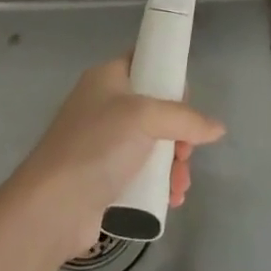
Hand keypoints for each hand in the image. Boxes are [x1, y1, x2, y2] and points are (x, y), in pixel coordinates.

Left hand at [11, 56, 225, 259]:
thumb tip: (217, 128)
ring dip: (174, 164)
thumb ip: (186, 118)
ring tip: (179, 185)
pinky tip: (171, 199)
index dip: (170, 78)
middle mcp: (104, 105)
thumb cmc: (97, 146)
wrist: (52, 207)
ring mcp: (103, 143)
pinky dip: (160, 183)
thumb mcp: (146, 118)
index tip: (188, 102)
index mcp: (107, 78)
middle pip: (156, 109)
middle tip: (186, 152)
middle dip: (179, 133)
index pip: (146, 62)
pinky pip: (143, 172)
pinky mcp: (104, 177)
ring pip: (153, 144)